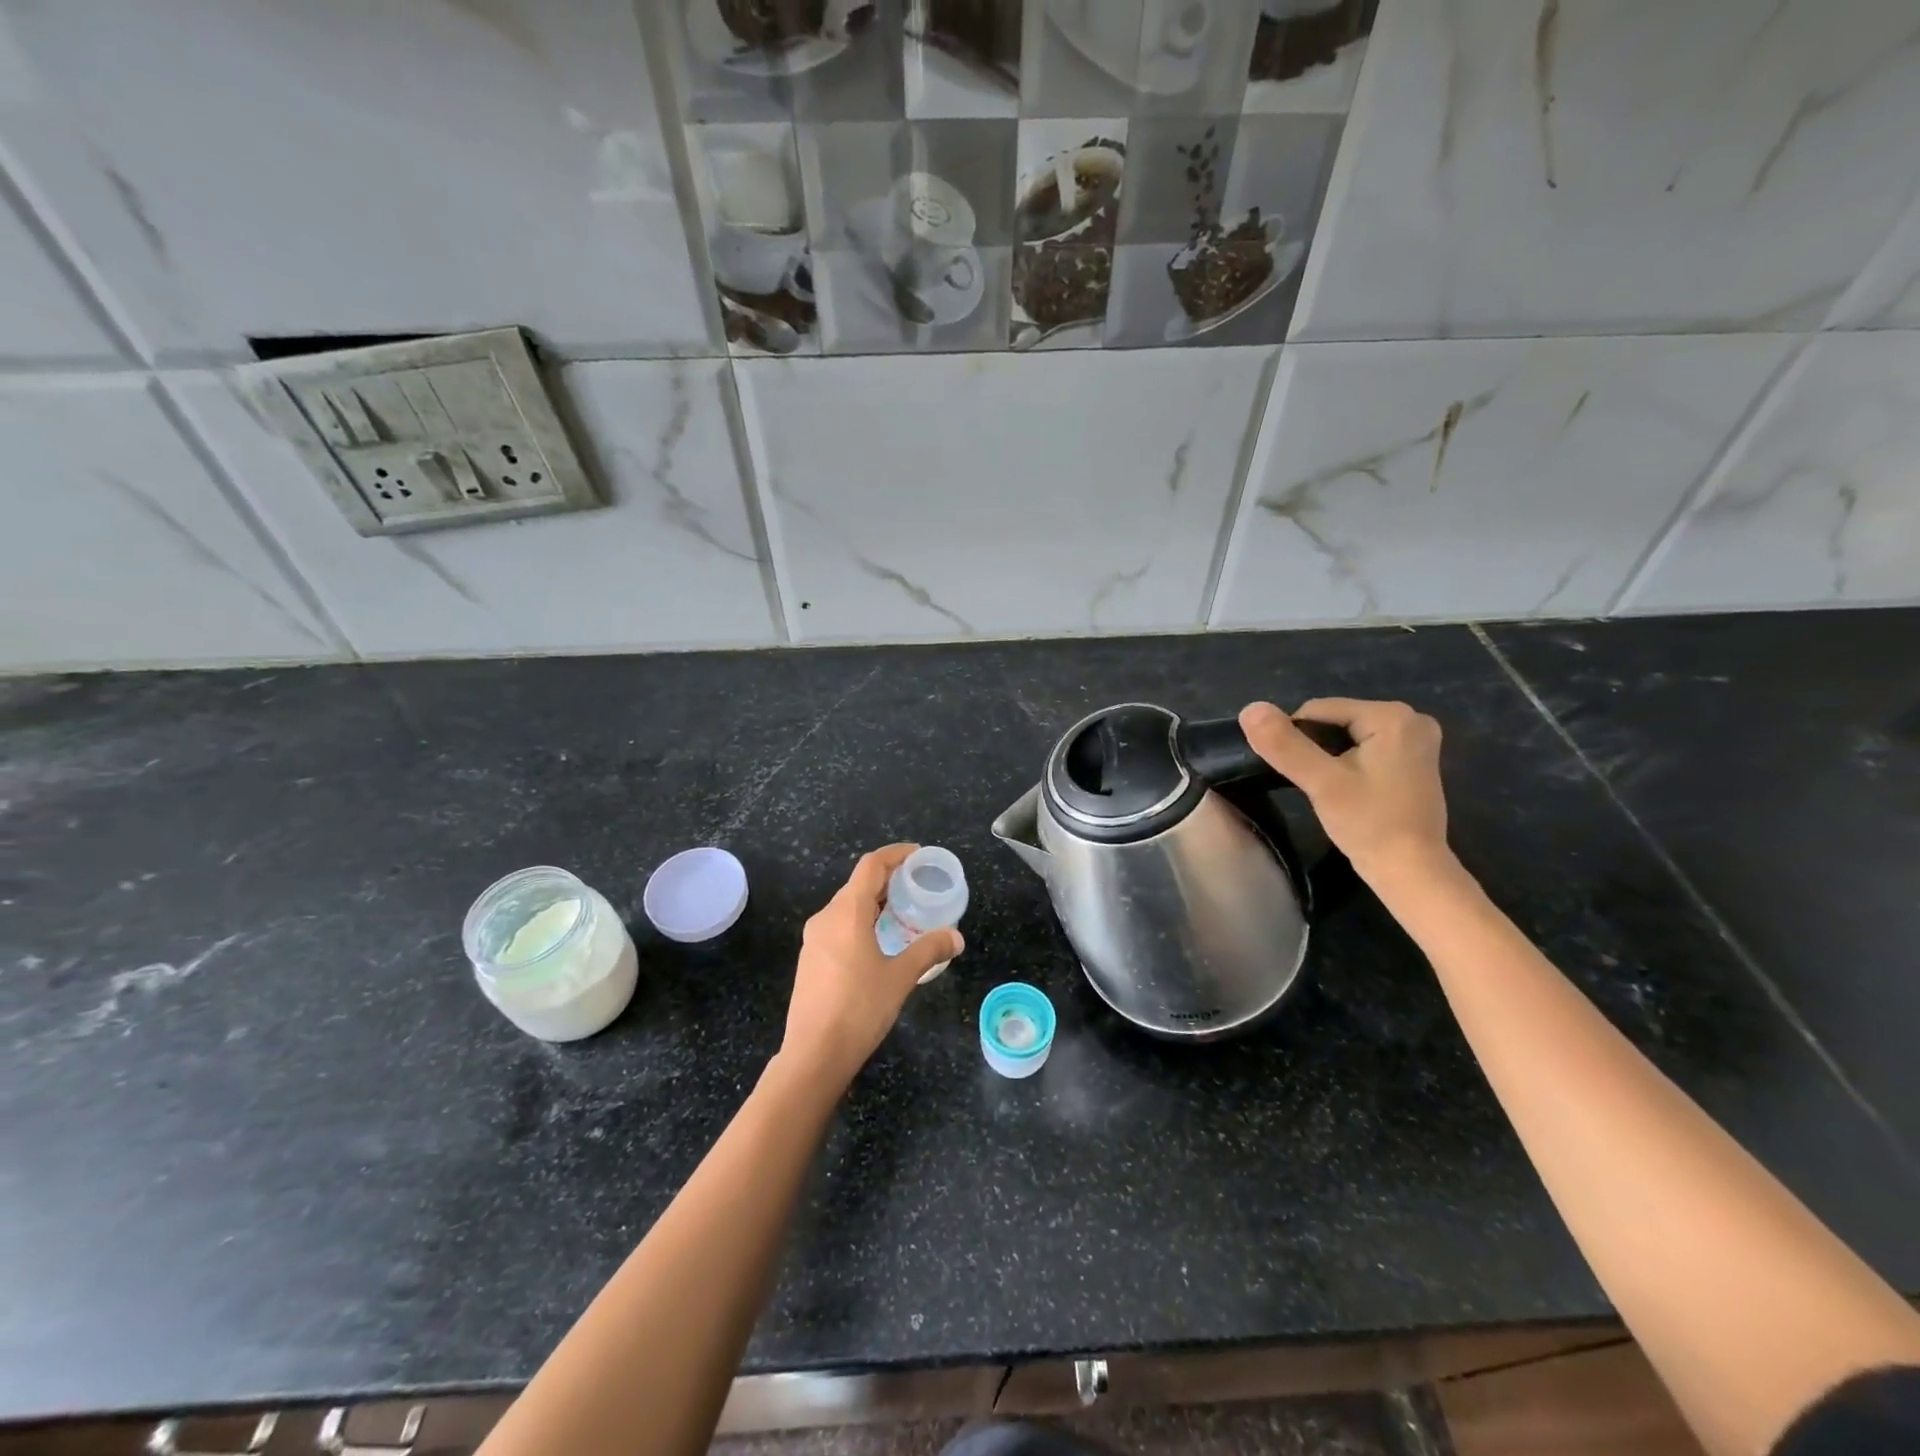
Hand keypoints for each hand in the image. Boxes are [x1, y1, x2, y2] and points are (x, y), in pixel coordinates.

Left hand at [780, 844, 964, 1087]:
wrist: (813, 1054)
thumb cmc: (859, 1008)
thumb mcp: (900, 977)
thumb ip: (929, 950)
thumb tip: (956, 937)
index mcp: (846, 913)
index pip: (871, 865)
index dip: (895, 854)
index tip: (919, 855)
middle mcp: (825, 918)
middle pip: (857, 884)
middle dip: (888, 880)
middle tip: (917, 887)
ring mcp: (813, 940)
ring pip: (846, 907)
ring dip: (874, 903)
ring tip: (903, 913)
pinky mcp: (810, 960)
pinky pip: (838, 926)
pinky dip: (861, 922)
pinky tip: (879, 942)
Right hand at [1239, 698, 1451, 884]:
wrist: (1410, 871)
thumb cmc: (1369, 824)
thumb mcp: (1321, 782)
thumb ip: (1285, 745)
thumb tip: (1249, 709)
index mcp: (1392, 715)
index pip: (1317, 710)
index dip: (1296, 740)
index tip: (1300, 774)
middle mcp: (1412, 718)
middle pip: (1334, 721)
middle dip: (1315, 748)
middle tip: (1316, 785)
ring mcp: (1417, 740)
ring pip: (1346, 736)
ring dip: (1328, 758)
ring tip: (1330, 790)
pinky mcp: (1414, 760)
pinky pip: (1364, 748)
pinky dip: (1347, 764)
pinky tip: (1348, 790)